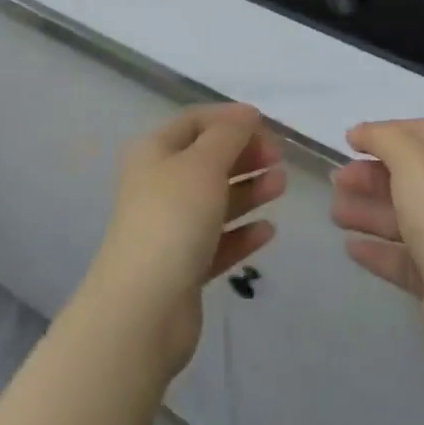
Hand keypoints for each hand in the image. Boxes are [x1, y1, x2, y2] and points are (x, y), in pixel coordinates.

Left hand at [79, 104, 284, 379]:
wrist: (143, 310)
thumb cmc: (173, 219)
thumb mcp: (204, 163)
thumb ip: (229, 134)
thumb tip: (246, 114)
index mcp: (154, 152)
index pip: (194, 121)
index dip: (229, 118)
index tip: (266, 124)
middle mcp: (158, 185)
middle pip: (207, 160)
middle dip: (244, 155)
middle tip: (278, 159)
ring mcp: (169, 228)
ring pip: (215, 200)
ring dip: (249, 190)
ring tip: (281, 186)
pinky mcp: (183, 267)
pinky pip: (218, 240)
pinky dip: (242, 232)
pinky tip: (268, 230)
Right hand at [332, 119, 423, 370]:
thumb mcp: (413, 159)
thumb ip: (384, 138)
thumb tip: (361, 132)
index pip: (423, 134)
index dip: (387, 132)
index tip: (351, 141)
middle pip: (409, 176)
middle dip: (370, 175)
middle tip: (336, 181)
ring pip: (402, 217)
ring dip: (367, 210)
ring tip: (334, 214)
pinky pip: (401, 257)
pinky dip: (376, 249)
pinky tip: (350, 248)